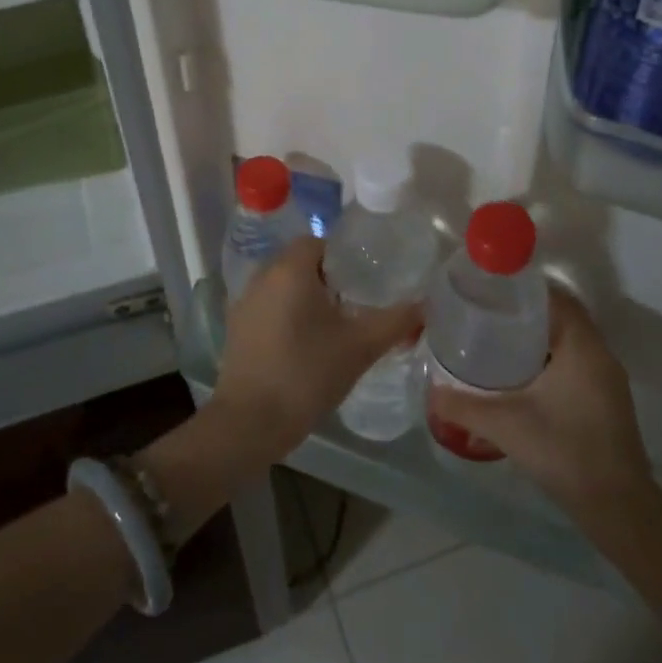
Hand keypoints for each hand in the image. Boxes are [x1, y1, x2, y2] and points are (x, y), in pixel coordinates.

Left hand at [212, 236, 421, 466]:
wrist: (251, 421)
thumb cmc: (307, 373)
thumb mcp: (360, 347)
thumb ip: (395, 321)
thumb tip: (424, 305)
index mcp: (289, 269)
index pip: (317, 242)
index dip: (343, 256)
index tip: (365, 279)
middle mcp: (262, 276)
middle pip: (299, 262)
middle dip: (327, 278)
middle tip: (356, 302)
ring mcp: (244, 302)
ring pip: (282, 286)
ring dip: (306, 297)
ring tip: (335, 324)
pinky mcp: (236, 328)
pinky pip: (268, 307)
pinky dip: (287, 315)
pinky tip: (306, 344)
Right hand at [426, 290, 654, 525]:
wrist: (618, 510)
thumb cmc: (565, 453)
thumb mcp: (505, 426)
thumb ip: (463, 407)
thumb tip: (429, 392)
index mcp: (582, 347)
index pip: (556, 297)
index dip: (524, 288)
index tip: (490, 290)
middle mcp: (600, 355)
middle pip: (562, 316)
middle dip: (525, 312)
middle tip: (485, 313)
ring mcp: (607, 379)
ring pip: (569, 340)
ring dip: (538, 336)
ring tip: (495, 339)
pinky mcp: (605, 400)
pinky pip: (575, 361)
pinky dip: (549, 357)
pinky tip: (520, 376)